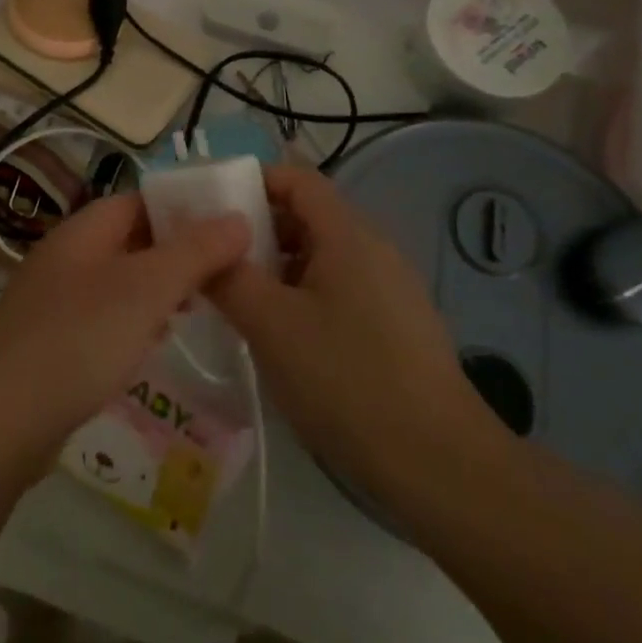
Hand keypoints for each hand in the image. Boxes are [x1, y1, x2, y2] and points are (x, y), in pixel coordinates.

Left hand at [0, 192, 249, 466]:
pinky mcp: (51, 342)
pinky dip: (133, 321)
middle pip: (128, 240)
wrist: (0, 421)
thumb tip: (238, 218)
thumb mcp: (146, 289)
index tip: (226, 226)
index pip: (138, 200)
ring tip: (199, 306)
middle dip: (174, 252)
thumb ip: (194, 252)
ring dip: (156, 288)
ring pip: (117, 281)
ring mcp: (53, 301)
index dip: (181, 207)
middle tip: (222, 272)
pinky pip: (102, 317)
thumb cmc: (79, 340)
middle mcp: (65, 257)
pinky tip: (155, 342)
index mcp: (82, 232)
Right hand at [207, 165, 507, 504]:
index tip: (211, 209)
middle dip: (258, 231)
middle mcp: (374, 248)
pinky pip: (339, 289)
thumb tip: (202, 247)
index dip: (252, 182)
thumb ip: (228, 276)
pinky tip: (283, 339)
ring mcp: (390, 288)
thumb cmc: (347, 379)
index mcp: (347, 234)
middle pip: (308, 216)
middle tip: (216, 261)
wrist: (440, 464)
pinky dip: (303, 296)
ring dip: (278, 268)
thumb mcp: (270, 324)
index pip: (296, 178)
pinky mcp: (397, 325)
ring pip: (321, 257)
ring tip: (240, 302)